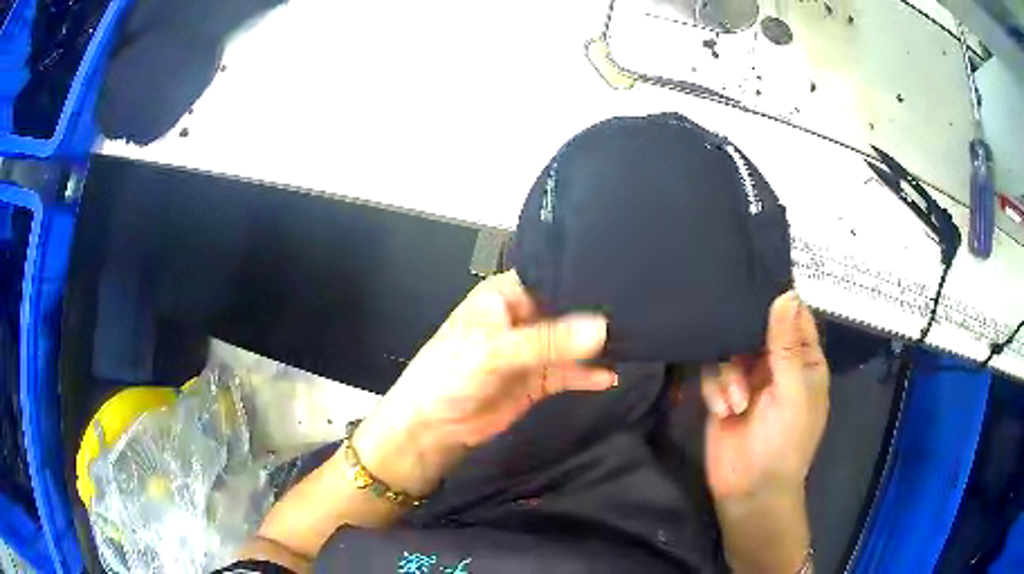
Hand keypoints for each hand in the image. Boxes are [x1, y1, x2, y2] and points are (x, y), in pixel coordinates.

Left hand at [354, 270, 614, 495]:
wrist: (433, 427)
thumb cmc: (450, 375)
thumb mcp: (494, 351)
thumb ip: (547, 341)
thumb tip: (601, 327)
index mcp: (506, 295)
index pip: (551, 279)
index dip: (582, 280)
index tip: (621, 278)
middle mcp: (523, 317)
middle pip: (566, 311)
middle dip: (596, 315)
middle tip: (638, 311)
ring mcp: (532, 351)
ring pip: (572, 344)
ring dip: (597, 347)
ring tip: (635, 342)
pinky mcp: (539, 380)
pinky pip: (570, 373)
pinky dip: (589, 375)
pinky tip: (612, 376)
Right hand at [700, 291, 828, 502]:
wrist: (749, 488)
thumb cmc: (784, 441)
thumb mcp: (792, 392)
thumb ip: (786, 345)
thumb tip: (788, 293)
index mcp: (804, 361)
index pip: (795, 317)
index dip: (781, 300)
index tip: (757, 285)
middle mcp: (776, 364)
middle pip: (757, 328)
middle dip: (744, 337)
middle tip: (737, 343)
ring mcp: (748, 378)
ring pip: (730, 348)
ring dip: (730, 374)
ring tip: (736, 402)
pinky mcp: (723, 392)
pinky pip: (713, 371)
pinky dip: (716, 389)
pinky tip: (723, 411)